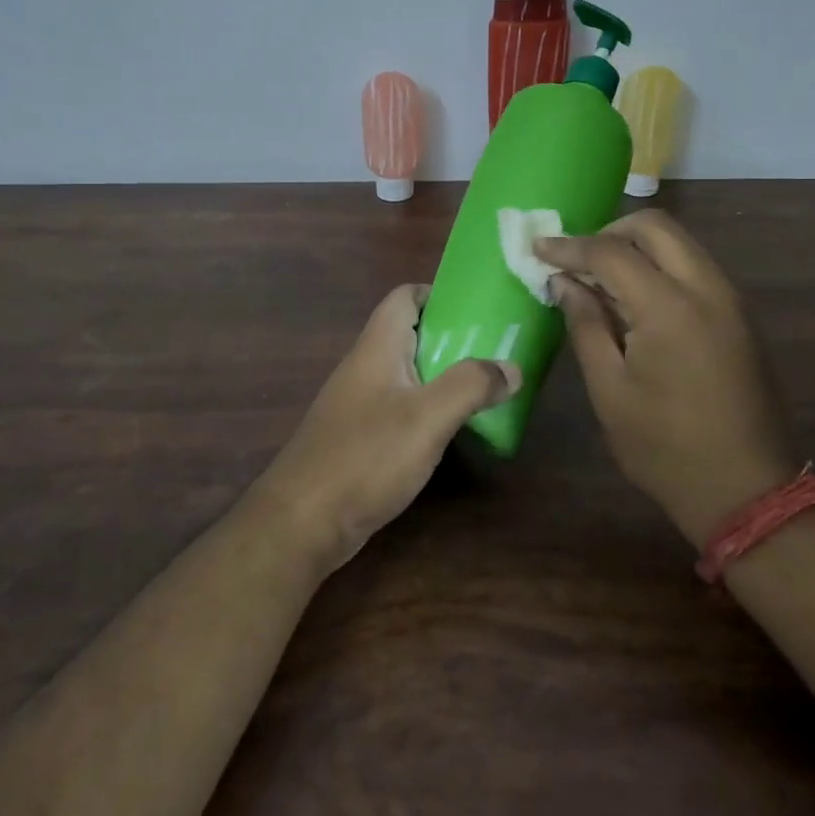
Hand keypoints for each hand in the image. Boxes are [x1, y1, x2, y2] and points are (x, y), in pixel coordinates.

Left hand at [254, 284, 518, 573]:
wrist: (302, 522)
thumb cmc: (365, 457)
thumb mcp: (427, 417)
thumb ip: (471, 385)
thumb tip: (512, 367)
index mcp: (378, 347)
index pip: (405, 296)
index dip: (440, 293)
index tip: (480, 308)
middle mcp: (366, 367)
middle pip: (411, 334)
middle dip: (453, 337)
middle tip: (496, 350)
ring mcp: (360, 404)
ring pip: (408, 373)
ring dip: (444, 375)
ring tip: (486, 388)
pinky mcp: (360, 437)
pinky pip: (401, 407)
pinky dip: (429, 409)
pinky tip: (452, 430)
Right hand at [536, 211, 795, 547]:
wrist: (746, 490)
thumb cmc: (664, 447)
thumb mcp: (609, 389)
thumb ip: (585, 325)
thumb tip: (564, 282)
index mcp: (669, 308)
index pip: (612, 252)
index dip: (570, 246)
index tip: (537, 248)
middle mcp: (707, 289)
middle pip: (656, 227)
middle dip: (610, 231)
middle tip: (577, 259)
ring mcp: (730, 300)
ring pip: (680, 243)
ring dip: (637, 247)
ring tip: (600, 279)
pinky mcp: (739, 315)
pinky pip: (694, 268)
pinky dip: (661, 266)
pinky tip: (635, 299)